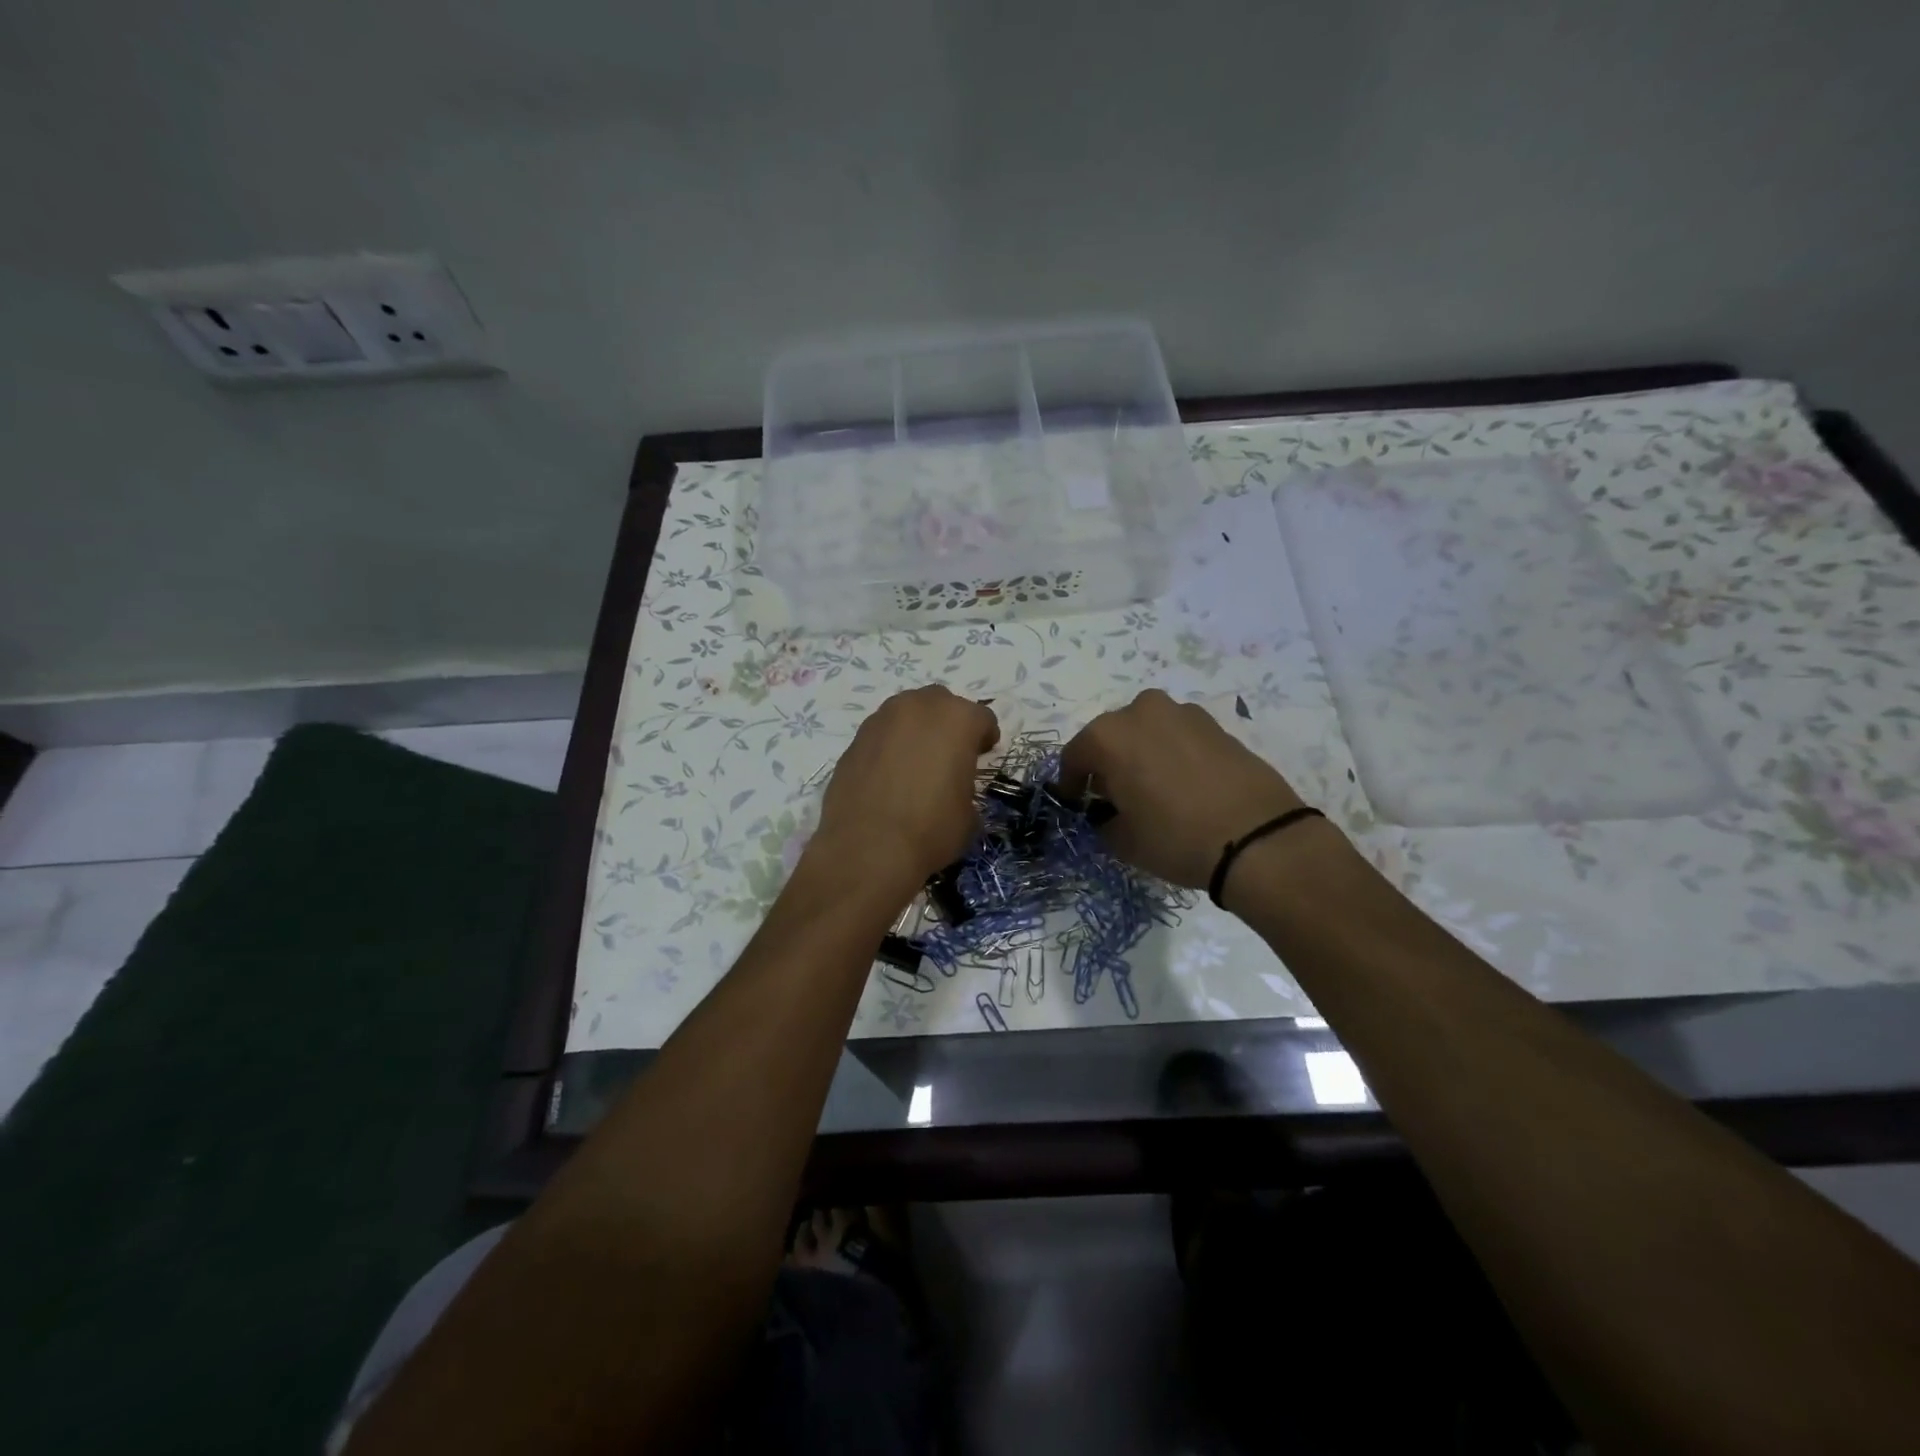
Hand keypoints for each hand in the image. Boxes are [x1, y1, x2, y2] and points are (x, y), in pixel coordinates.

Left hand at [813, 686, 999, 889]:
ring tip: (916, 764)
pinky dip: (889, 747)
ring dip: (916, 731)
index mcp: (957, 719)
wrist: (867, 848)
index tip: (982, 756)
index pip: (981, 718)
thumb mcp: (969, 814)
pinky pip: (881, 735)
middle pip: (941, 703)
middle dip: (949, 724)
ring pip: (906, 714)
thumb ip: (965, 785)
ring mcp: (881, 720)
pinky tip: (889, 777)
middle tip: (950, 755)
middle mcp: (918, 708)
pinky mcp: (854, 740)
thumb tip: (953, 788)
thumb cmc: (931, 829)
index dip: (985, 737)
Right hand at [1059, 690, 1311, 888]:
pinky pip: (1179, 736)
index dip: (1071, 783)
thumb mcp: (1123, 842)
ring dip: (1143, 754)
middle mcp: (1141, 712)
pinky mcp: (1216, 724)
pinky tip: (1185, 785)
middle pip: (1111, 737)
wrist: (1258, 839)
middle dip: (1108, 764)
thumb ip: (1104, 822)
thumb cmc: (1175, 838)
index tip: (1078, 805)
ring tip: (1155, 789)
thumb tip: (1108, 815)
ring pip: (1148, 732)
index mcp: (1108, 736)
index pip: (1074, 757)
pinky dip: (1174, 754)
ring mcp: (1182, 713)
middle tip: (1116, 796)